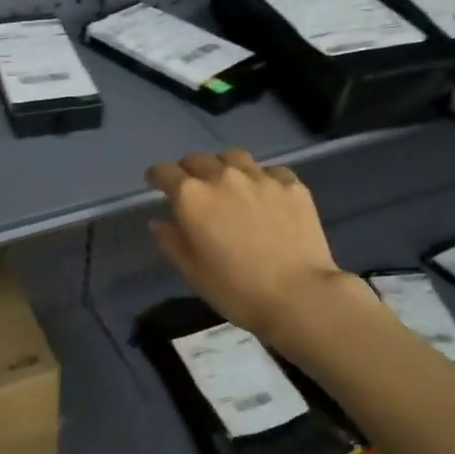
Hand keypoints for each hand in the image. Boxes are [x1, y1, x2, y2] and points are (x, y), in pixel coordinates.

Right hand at [145, 150, 375, 346]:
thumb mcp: (193, 272)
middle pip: (198, 160)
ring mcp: (260, 178)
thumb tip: (158, 222)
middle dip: (188, 170)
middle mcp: (223, 177)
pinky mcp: (292, 185)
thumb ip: (172, 241)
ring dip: (223, 166)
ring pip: (234, 157)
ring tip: (228, 183)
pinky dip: (260, 179)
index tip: (155, 183)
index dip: (156, 176)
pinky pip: (270, 171)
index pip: (164, 172)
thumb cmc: (236, 290)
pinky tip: (265, 195)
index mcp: (192, 197)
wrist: (299, 296)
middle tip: (191, 187)